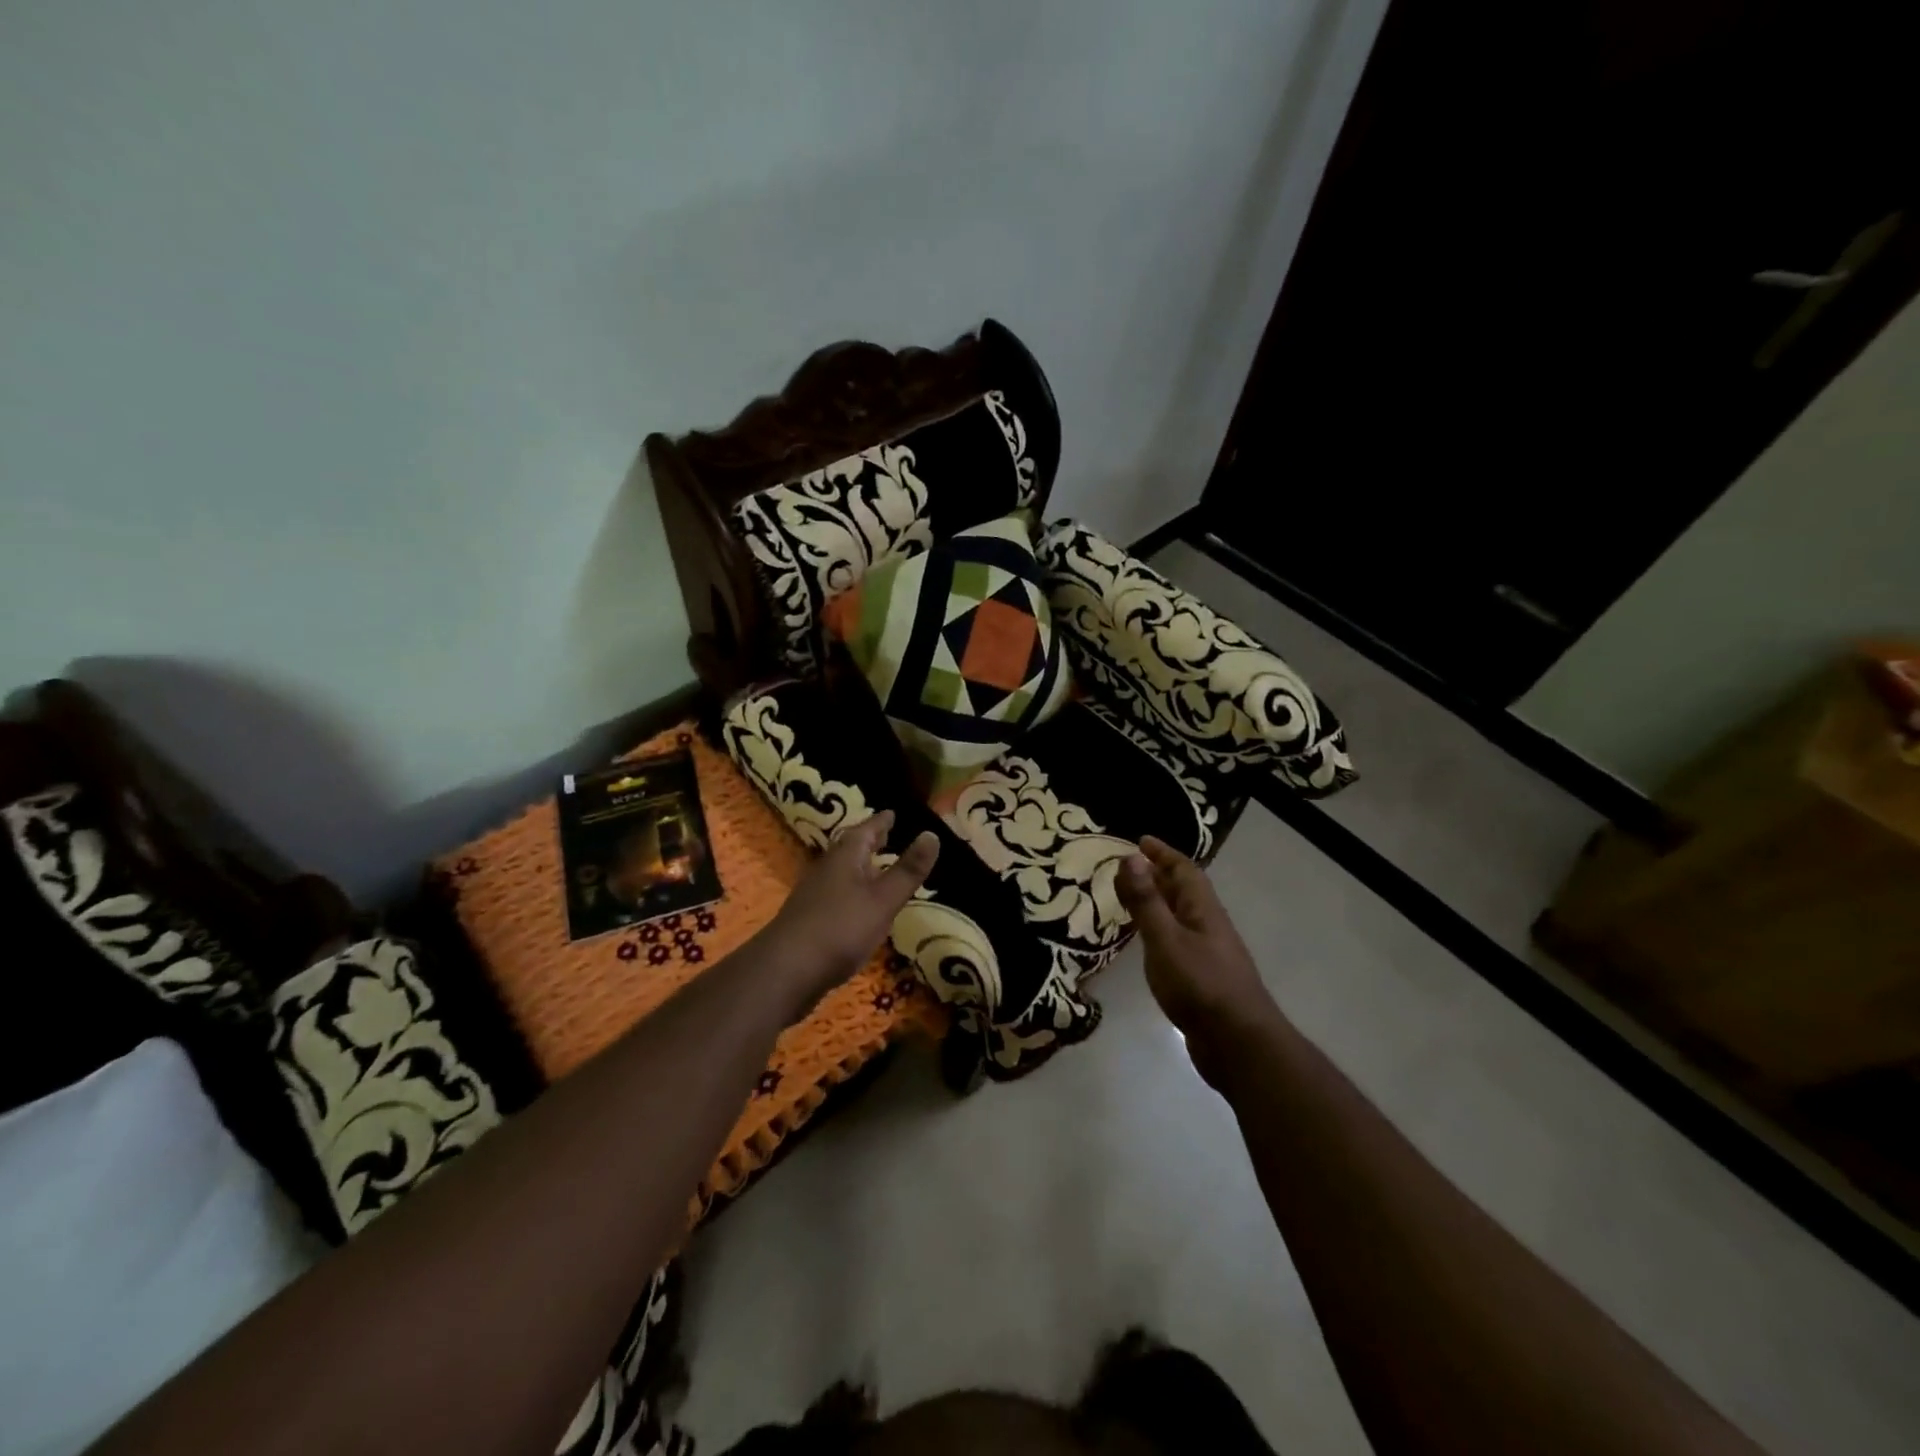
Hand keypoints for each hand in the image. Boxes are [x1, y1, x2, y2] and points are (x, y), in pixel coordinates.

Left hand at [765, 810, 938, 1010]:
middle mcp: (827, 869)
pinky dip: (852, 891)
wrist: (785, 971)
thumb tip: (932, 834)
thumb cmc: (840, 928)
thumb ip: (908, 870)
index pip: (865, 830)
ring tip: (877, 867)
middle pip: (850, 848)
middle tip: (886, 834)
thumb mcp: (883, 899)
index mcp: (845, 857)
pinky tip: (858, 906)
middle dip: (869, 841)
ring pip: (842, 872)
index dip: (881, 822)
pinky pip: (836, 894)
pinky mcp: (809, 920)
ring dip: (860, 867)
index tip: (892, 813)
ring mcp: (814, 895)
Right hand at [1116, 836, 1278, 1082]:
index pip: (1184, 870)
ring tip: (1131, 898)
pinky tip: (1147, 942)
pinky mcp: (1202, 978)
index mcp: (1203, 910)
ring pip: (1180, 916)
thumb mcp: (1165, 939)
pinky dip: (1159, 930)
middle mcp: (1208, 925)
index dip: (1163, 853)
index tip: (1140, 840)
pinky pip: (1177, 940)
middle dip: (1159, 874)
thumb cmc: (1200, 985)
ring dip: (1158, 902)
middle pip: (1184, 891)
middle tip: (1128, 866)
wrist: (1238, 1045)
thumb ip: (1146, 901)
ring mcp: (1207, 953)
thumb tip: (1131, 856)